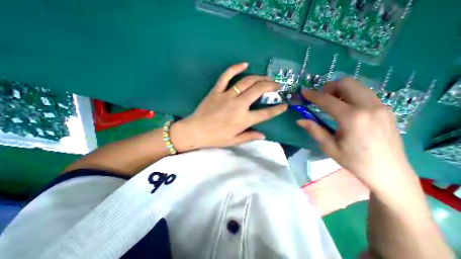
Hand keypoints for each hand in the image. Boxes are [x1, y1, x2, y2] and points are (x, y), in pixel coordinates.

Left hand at [170, 63, 284, 151]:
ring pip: (246, 82)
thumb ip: (249, 137)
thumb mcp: (234, 141)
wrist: (195, 130)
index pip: (265, 114)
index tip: (284, 105)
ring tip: (267, 78)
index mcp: (243, 120)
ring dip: (259, 78)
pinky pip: (226, 76)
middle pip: (258, 90)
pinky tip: (245, 64)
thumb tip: (263, 135)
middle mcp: (238, 105)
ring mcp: (227, 95)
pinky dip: (235, 68)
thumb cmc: (215, 137)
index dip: (277, 110)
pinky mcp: (217, 90)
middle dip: (271, 86)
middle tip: (277, 85)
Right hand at [299, 78, 417, 190]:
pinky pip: (364, 94)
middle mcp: (368, 107)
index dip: (313, 95)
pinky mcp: (386, 109)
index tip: (303, 92)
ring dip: (340, 90)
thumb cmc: (354, 161)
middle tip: (320, 98)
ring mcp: (380, 106)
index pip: (327, 100)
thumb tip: (300, 120)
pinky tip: (345, 108)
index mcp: (352, 118)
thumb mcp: (329, 147)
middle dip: (329, 87)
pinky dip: (350, 95)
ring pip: (357, 86)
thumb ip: (314, 130)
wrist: (389, 172)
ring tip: (330, 102)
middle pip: (346, 83)